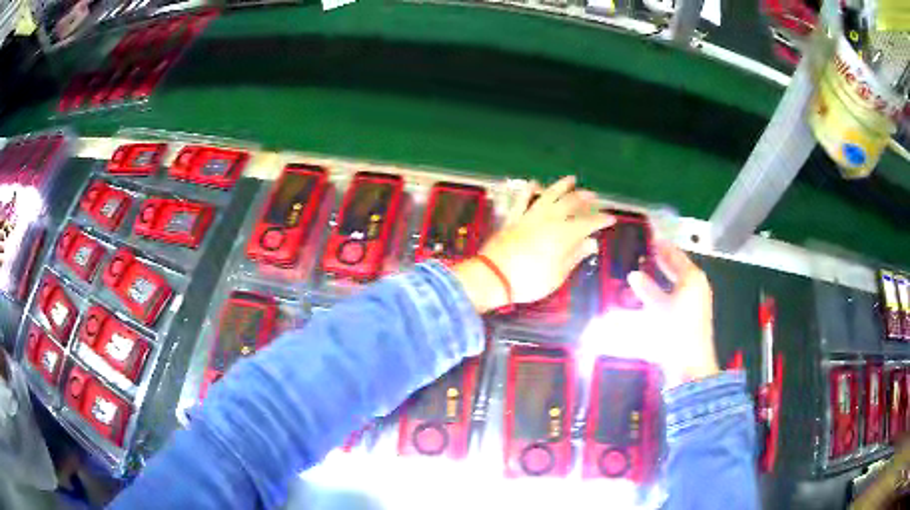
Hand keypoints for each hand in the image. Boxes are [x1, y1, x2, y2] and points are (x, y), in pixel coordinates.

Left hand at [454, 176, 613, 312]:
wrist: (494, 277)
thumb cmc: (529, 281)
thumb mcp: (557, 275)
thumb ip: (574, 256)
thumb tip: (591, 243)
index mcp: (563, 235)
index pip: (587, 224)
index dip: (600, 220)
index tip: (611, 218)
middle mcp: (548, 220)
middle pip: (570, 204)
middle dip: (584, 199)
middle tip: (594, 196)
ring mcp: (529, 217)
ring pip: (548, 196)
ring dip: (561, 186)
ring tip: (571, 179)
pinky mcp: (513, 219)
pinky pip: (522, 200)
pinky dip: (528, 191)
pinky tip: (534, 183)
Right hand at [627, 241, 717, 385]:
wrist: (690, 363)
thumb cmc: (676, 330)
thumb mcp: (658, 308)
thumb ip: (646, 289)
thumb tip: (634, 274)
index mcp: (692, 278)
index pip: (675, 254)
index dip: (661, 245)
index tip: (649, 237)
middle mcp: (697, 285)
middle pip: (678, 267)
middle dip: (662, 260)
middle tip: (645, 252)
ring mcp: (697, 300)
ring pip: (678, 281)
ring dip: (663, 275)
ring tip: (645, 271)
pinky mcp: (693, 314)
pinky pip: (678, 293)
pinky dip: (666, 289)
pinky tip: (654, 293)